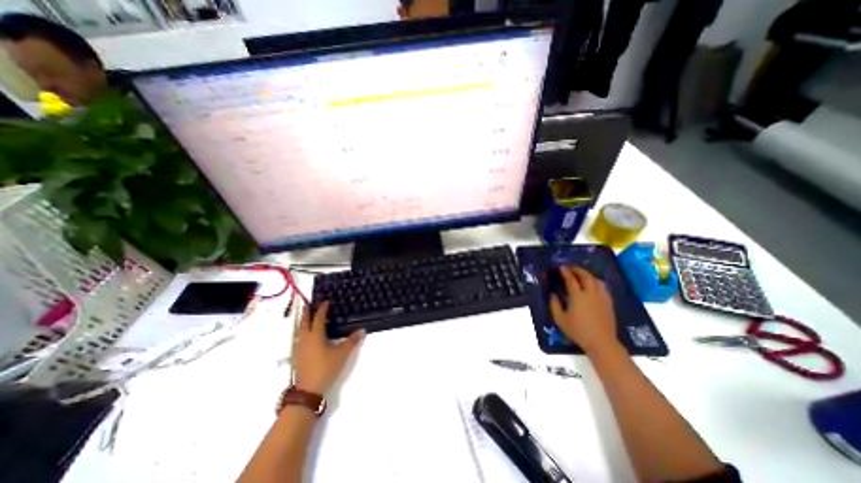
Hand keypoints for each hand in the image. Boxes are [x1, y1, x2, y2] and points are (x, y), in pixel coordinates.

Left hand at [288, 301, 362, 394]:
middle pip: (304, 322)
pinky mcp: (296, 356)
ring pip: (299, 330)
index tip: (325, 301)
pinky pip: (298, 338)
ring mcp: (299, 348)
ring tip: (307, 317)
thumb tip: (362, 330)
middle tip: (309, 304)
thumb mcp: (343, 353)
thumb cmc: (326, 367)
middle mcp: (305, 339)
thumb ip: (352, 340)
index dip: (322, 309)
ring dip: (303, 322)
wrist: (309, 390)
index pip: (318, 318)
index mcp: (315, 335)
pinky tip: (305, 336)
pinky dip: (302, 332)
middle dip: (307, 312)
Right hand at [551, 269, 619, 354]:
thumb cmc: (578, 331)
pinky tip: (593, 285)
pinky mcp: (609, 303)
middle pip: (586, 276)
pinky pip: (603, 287)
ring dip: (588, 275)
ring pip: (596, 280)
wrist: (601, 342)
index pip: (571, 280)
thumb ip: (554, 305)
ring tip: (582, 274)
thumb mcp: (560, 319)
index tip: (561, 267)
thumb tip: (553, 294)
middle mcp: (591, 293)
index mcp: (578, 296)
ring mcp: (602, 298)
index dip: (566, 272)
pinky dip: (596, 282)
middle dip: (578, 270)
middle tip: (571, 268)